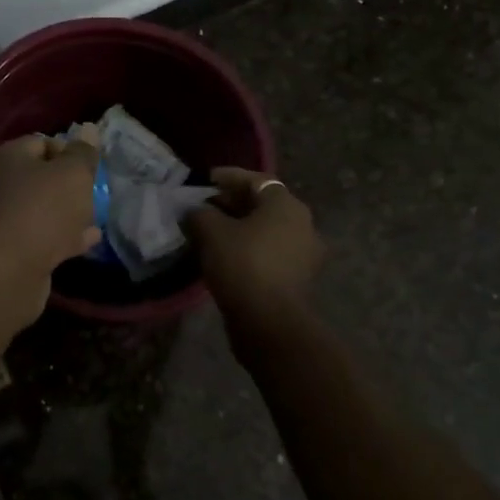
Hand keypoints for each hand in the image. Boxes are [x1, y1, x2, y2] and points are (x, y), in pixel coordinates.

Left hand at [0, 133, 102, 321]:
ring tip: (95, 217)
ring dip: (67, 213)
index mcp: (8, 156)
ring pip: (41, 209)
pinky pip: (41, 237)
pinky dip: (63, 237)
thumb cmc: (43, 209)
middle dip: (69, 185)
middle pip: (40, 177)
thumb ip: (83, 153)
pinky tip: (87, 241)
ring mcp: (1, 219)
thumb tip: (88, 130)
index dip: (69, 151)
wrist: (8, 270)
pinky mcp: (8, 250)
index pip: (41, 142)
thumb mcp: (73, 173)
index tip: (90, 168)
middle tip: (93, 193)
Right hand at [188, 168, 322, 321]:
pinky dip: (249, 248)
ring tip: (211, 231)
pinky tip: (226, 255)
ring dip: (241, 227)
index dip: (229, 177)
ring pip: (267, 230)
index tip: (207, 179)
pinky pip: (270, 252)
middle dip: (233, 203)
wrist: (269, 322)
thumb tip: (195, 211)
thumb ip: (200, 213)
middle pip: (263, 205)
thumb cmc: (242, 264)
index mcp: (287, 205)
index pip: (256, 180)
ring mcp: (304, 253)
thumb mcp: (211, 231)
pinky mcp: (298, 278)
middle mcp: (303, 224)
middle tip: (205, 206)